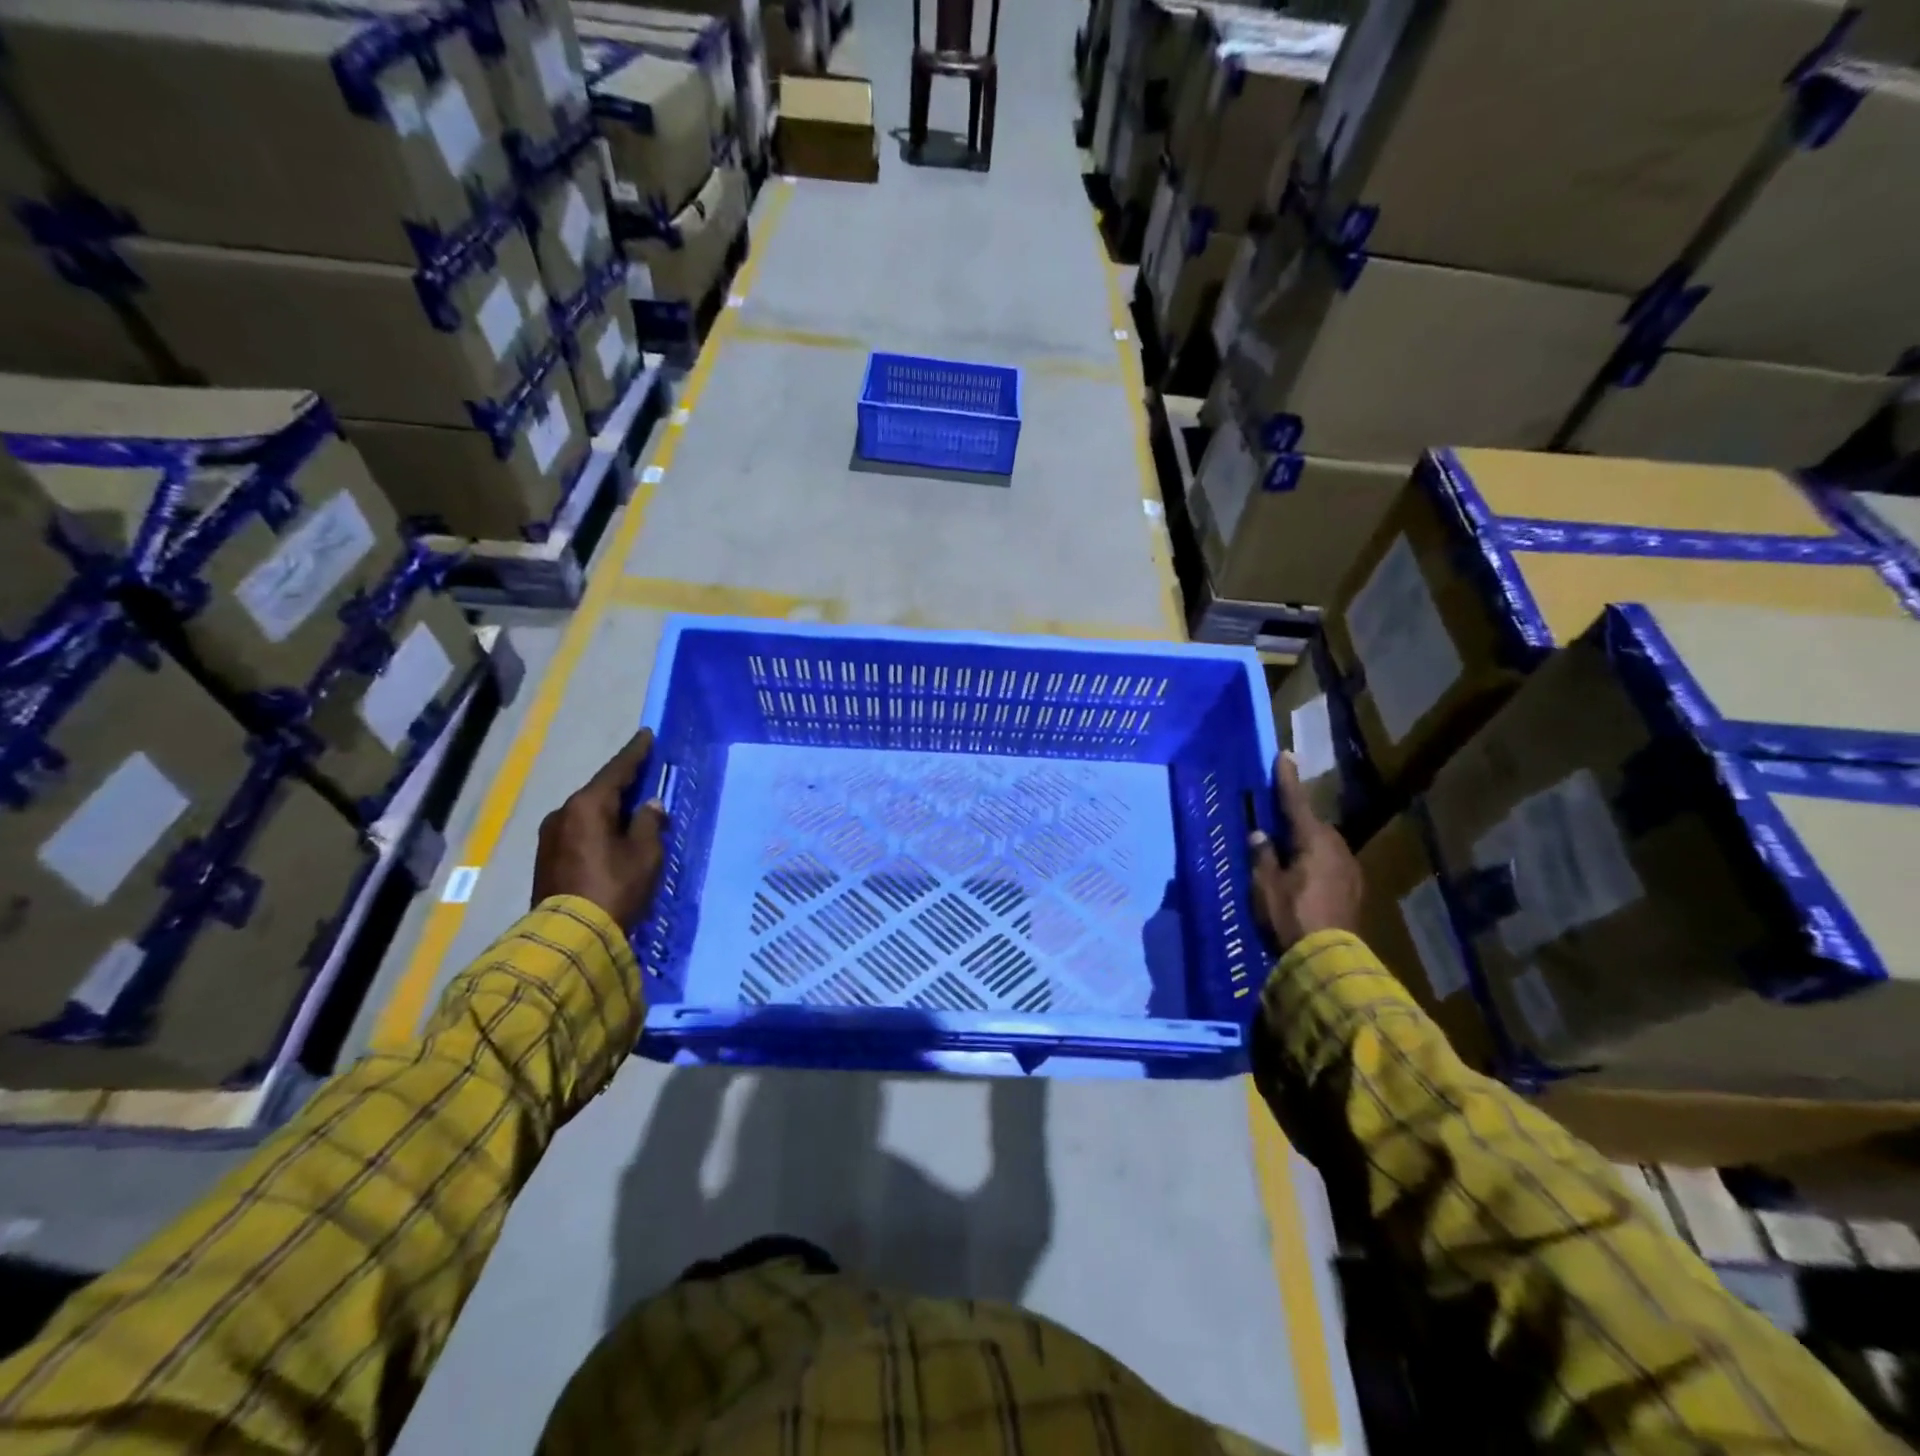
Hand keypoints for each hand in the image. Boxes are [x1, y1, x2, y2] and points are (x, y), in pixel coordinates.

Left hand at [531, 728, 668, 928]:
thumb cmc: (615, 887)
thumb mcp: (644, 854)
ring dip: (610, 810)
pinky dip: (598, 827)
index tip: (647, 735)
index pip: (617, 770)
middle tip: (646, 778)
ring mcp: (550, 836)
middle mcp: (563, 813)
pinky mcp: (546, 858)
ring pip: (588, 813)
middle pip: (600, 791)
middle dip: (624, 784)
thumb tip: (649, 805)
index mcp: (588, 805)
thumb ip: (649, 823)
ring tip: (633, 813)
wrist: (569, 936)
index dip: (635, 753)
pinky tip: (612, 836)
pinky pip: (579, 830)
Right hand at [1249, 751, 1362, 950]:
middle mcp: (1337, 849)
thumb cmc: (1291, 916)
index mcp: (1313, 841)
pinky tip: (1305, 878)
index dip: (1287, 779)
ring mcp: (1350, 870)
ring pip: (1324, 847)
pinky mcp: (1355, 891)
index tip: (1285, 755)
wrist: (1329, 960)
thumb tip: (1260, 835)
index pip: (1295, 802)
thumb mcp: (1265, 886)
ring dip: (1307, 845)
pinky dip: (1317, 864)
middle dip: (1297, 822)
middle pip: (1313, 826)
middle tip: (1277, 825)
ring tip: (1288, 855)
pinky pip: (1331, 865)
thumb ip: (1263, 857)